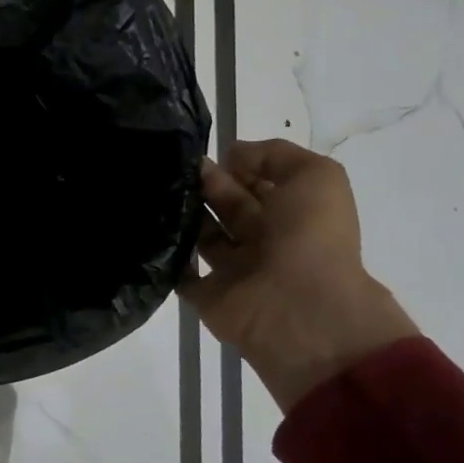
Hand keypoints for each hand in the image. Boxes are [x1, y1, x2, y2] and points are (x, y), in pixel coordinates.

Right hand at [180, 139, 417, 410]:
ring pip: (199, 235)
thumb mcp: (316, 176)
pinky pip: (178, 272)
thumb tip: (231, 156)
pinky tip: (147, 228)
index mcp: (292, 213)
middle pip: (225, 204)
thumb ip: (275, 155)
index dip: (234, 165)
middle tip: (174, 168)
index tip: (205, 151)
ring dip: (180, 214)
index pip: (257, 182)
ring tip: (155, 191)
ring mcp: (233, 270)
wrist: (299, 310)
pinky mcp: (206, 295)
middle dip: (202, 183)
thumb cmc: (310, 238)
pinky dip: (163, 255)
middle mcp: (263, 239)